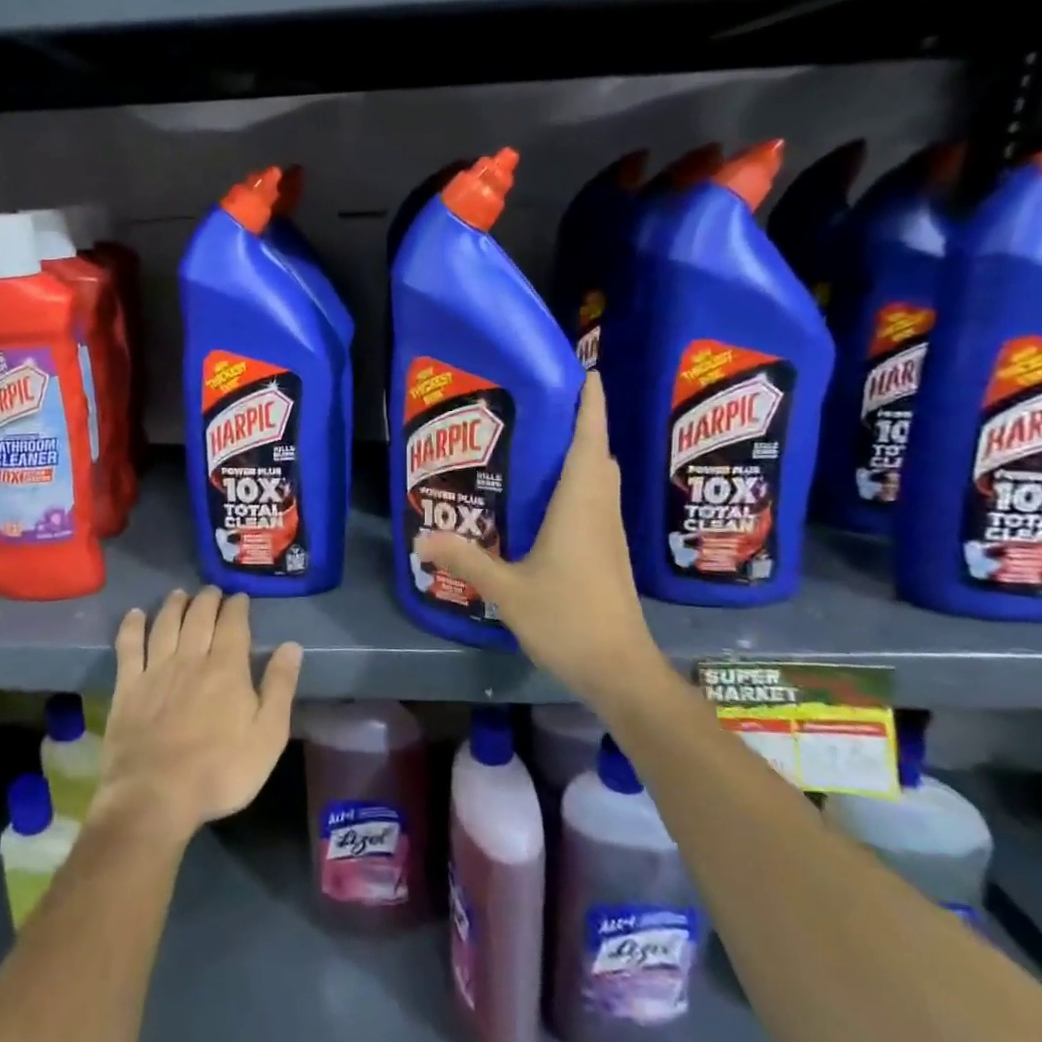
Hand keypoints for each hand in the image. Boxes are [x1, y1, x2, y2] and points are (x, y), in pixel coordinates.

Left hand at [94, 587, 302, 844]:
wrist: (156, 795)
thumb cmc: (221, 771)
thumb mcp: (268, 736)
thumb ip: (279, 687)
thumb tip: (292, 646)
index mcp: (226, 668)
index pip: (233, 624)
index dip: (237, 607)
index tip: (240, 597)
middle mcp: (190, 658)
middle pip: (199, 617)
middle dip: (208, 599)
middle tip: (212, 590)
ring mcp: (155, 670)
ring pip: (165, 624)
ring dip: (174, 605)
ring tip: (179, 593)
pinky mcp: (127, 687)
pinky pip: (128, 646)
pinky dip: (131, 626)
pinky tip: (134, 615)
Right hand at [416, 371, 667, 705]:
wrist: (620, 670)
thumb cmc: (568, 620)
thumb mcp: (507, 589)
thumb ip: (465, 560)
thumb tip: (421, 538)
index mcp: (580, 506)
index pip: (589, 442)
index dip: (590, 405)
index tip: (586, 371)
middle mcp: (599, 510)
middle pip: (598, 454)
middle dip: (583, 422)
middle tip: (549, 402)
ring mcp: (608, 533)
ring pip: (600, 478)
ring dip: (584, 451)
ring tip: (544, 439)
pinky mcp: (607, 553)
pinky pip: (596, 501)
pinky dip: (580, 482)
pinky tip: (549, 496)